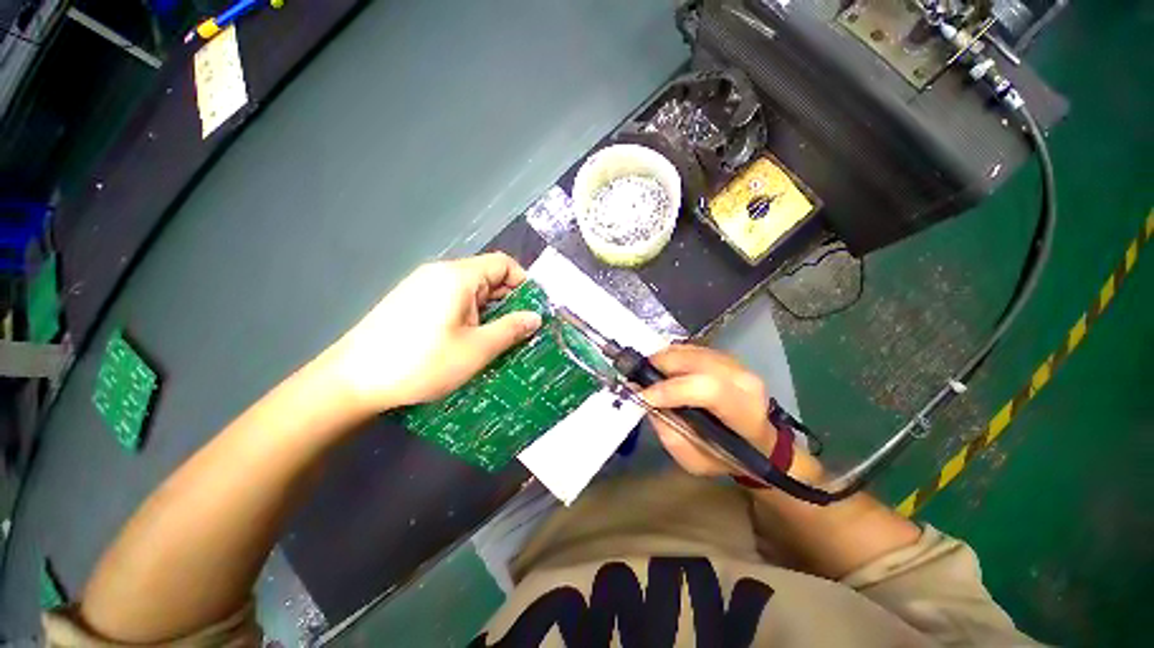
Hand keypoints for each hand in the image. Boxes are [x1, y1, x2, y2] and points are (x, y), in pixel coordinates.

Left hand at [319, 253, 541, 413]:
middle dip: (509, 301)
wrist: (353, 381)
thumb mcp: (477, 349)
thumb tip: (536, 317)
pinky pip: (452, 301)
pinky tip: (470, 340)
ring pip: (470, 291)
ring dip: (490, 312)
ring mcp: (423, 287)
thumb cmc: (422, 363)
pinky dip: (470, 315)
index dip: (524, 283)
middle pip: (487, 277)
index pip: (503, 264)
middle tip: (522, 331)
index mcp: (458, 276)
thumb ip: (511, 329)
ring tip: (500, 339)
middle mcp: (440, 274)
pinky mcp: (412, 302)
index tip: (535, 310)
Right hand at [639, 345, 819, 479]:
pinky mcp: (725, 356)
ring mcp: (736, 363)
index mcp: (743, 411)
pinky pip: (691, 348)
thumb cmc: (726, 456)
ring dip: (664, 358)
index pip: (707, 389)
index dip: (671, 390)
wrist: (758, 441)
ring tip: (648, 372)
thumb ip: (667, 430)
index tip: (643, 396)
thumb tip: (643, 399)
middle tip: (639, 377)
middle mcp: (743, 379)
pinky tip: (662, 366)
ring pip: (691, 351)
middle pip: (696, 361)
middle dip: (661, 366)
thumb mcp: (694, 459)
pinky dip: (672, 354)